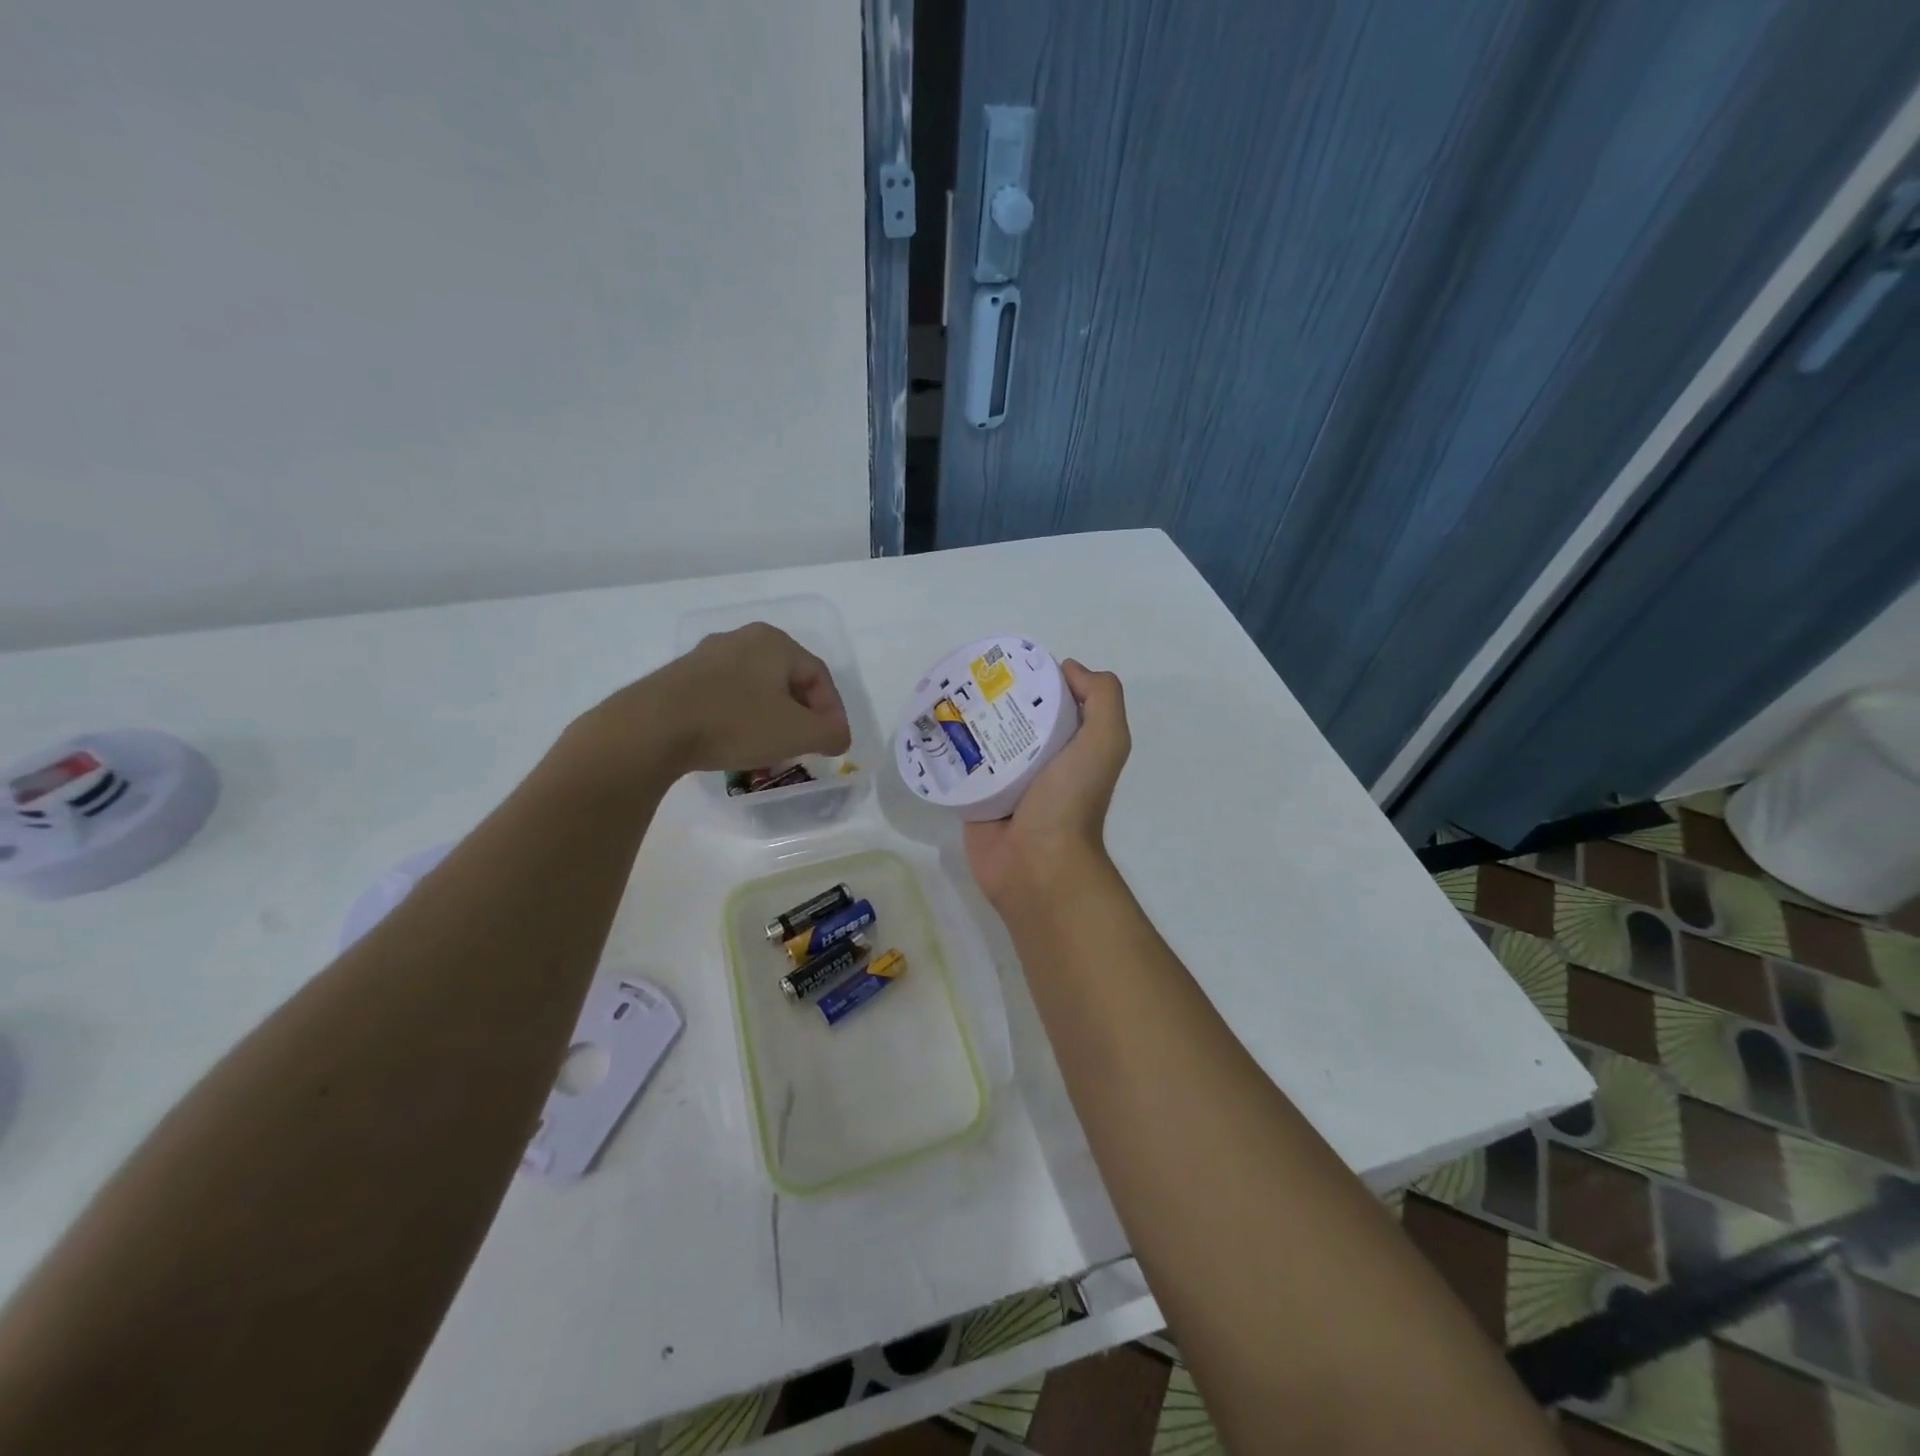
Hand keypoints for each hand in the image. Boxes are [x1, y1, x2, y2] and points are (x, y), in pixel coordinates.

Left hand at [564, 623, 851, 784]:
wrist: (651, 729)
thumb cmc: (734, 723)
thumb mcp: (797, 733)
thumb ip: (830, 734)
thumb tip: (838, 737)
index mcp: (775, 642)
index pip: (819, 676)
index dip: (833, 712)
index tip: (833, 744)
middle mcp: (742, 639)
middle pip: (787, 679)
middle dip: (802, 714)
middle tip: (805, 745)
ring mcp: (706, 656)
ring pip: (755, 688)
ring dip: (771, 717)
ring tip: (771, 749)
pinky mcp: (680, 677)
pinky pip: (725, 696)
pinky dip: (740, 718)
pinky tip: (735, 742)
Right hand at [963, 661, 1130, 912]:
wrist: (1037, 865)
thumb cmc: (1071, 801)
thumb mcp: (1105, 742)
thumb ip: (1102, 698)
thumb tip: (1068, 668)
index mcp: (1070, 745)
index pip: (1052, 701)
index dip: (1035, 679)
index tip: (1008, 663)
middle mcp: (1039, 760)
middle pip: (1013, 717)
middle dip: (992, 697)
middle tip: (964, 678)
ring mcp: (1005, 781)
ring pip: (983, 740)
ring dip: (965, 720)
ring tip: (940, 697)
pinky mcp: (976, 798)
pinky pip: (959, 767)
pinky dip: (946, 750)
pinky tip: (928, 728)